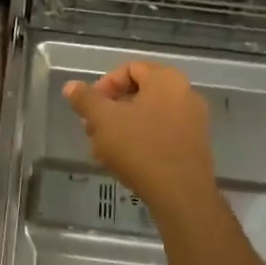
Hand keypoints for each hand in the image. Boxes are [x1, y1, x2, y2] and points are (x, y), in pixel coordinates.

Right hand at [64, 63, 218, 218]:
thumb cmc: (140, 148)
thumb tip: (71, 86)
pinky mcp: (194, 146)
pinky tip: (121, 162)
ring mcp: (193, 121)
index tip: (89, 108)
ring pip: (148, 116)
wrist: (181, 195)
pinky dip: (139, 141)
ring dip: (121, 128)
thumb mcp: (103, 120)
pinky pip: (161, 133)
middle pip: (138, 93)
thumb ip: (85, 99)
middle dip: (110, 110)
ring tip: (101, 150)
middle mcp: (185, 93)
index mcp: (166, 79)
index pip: (129, 68)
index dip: (104, 85)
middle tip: (91, 130)